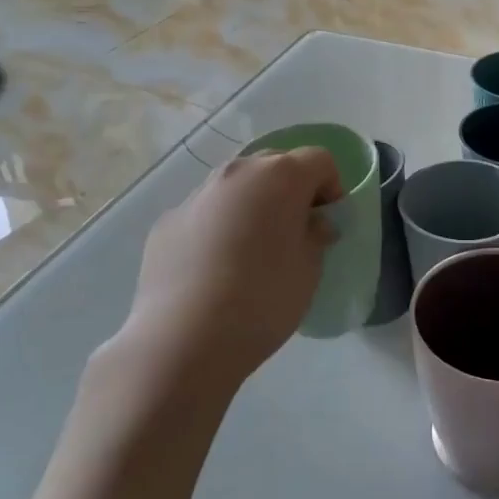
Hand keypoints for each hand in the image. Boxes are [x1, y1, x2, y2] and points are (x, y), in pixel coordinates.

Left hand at [107, 149, 342, 409]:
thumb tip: (311, 223)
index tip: (328, 222)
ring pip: (236, 187)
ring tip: (252, 252)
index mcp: (280, 176)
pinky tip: (215, 270)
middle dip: (290, 190)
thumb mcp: (310, 270)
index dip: (331, 186)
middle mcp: (237, 173)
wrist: (184, 339)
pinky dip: (218, 228)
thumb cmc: (263, 299)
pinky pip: (205, 213)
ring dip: (252, 206)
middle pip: (275, 165)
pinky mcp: (167, 221)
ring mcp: (197, 195)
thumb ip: (316, 235)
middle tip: (293, 232)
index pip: (319, 159)